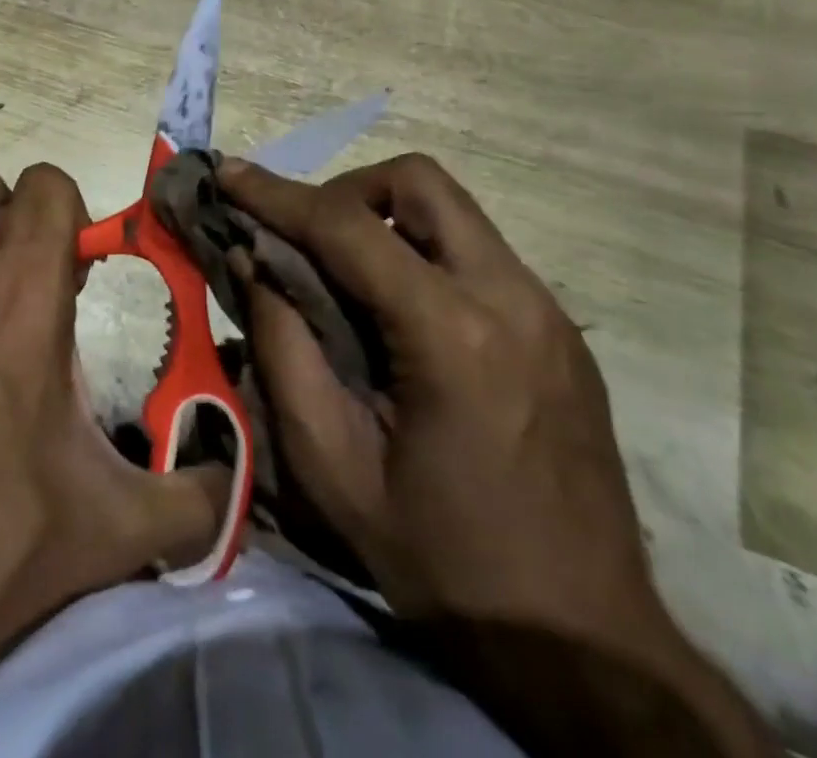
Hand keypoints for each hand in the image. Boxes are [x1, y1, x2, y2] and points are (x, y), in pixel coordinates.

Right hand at [219, 153, 773, 756]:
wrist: (587, 642)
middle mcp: (511, 298)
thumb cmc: (445, 564)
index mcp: (453, 336)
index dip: (277, 195)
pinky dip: (422, 253)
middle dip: (347, 190)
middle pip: (419, 182)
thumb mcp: (334, 470)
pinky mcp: (561, 329)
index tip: (229, 174)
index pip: (349, 228)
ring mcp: (547, 309)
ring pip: (453, 210)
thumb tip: (254, 264)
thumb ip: (284, 352)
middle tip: (305, 237)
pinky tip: (399, 313)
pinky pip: (477, 253)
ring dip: (386, 218)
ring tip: (344, 272)